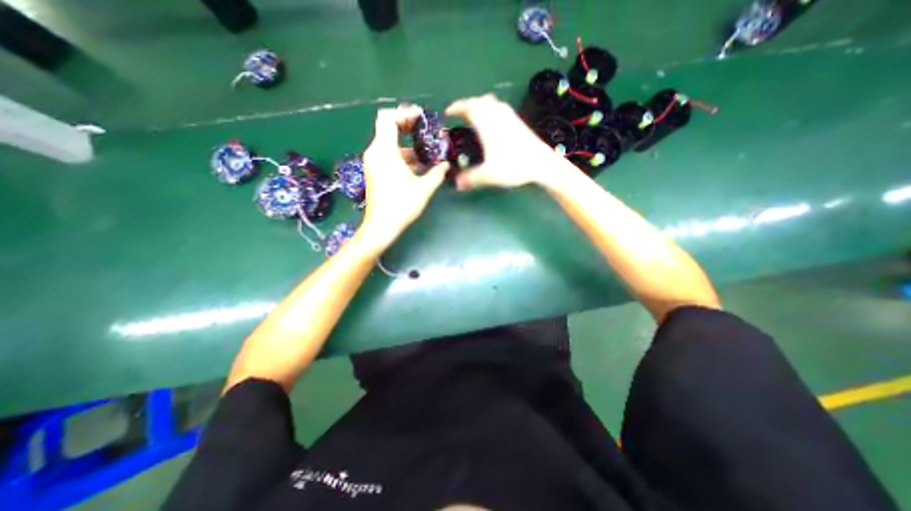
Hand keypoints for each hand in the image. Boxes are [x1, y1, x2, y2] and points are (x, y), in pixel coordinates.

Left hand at [359, 104, 451, 250]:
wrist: (380, 226)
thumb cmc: (402, 206)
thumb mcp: (424, 189)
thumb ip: (437, 173)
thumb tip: (446, 165)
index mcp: (385, 151)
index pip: (388, 118)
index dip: (404, 113)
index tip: (420, 117)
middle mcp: (375, 152)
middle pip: (387, 127)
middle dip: (406, 125)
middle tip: (425, 129)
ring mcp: (373, 162)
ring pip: (388, 142)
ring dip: (406, 143)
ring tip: (425, 150)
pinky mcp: (374, 171)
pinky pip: (387, 155)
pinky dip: (401, 154)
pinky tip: (417, 165)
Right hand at [447, 94, 567, 191]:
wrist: (541, 163)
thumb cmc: (514, 166)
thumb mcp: (489, 174)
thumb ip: (471, 179)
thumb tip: (456, 184)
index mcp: (487, 124)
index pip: (469, 108)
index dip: (456, 108)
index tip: (448, 112)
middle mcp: (497, 115)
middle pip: (479, 101)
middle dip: (466, 105)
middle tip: (459, 115)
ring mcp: (509, 117)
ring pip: (491, 102)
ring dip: (479, 104)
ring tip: (473, 115)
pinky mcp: (518, 121)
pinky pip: (501, 107)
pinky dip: (491, 108)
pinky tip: (492, 120)